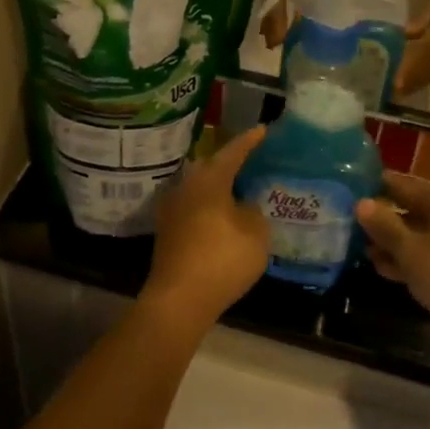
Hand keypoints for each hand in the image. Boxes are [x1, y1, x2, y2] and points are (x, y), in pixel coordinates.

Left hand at [144, 126, 269, 328]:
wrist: (178, 299)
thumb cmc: (222, 260)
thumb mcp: (256, 234)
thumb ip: (254, 212)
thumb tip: (245, 206)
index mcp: (209, 180)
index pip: (233, 152)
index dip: (249, 141)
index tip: (262, 130)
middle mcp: (187, 186)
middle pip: (210, 167)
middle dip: (229, 162)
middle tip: (250, 161)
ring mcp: (173, 209)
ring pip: (199, 188)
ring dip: (217, 186)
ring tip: (237, 189)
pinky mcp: (167, 231)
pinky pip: (192, 207)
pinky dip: (208, 207)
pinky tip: (220, 216)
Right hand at [356, 175, 429, 355]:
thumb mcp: (410, 250)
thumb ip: (384, 225)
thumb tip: (361, 203)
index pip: (403, 185)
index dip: (376, 191)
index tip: (350, 195)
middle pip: (414, 209)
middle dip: (385, 223)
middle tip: (353, 230)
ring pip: (425, 233)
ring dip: (398, 244)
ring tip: (366, 255)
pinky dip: (416, 258)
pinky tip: (389, 271)